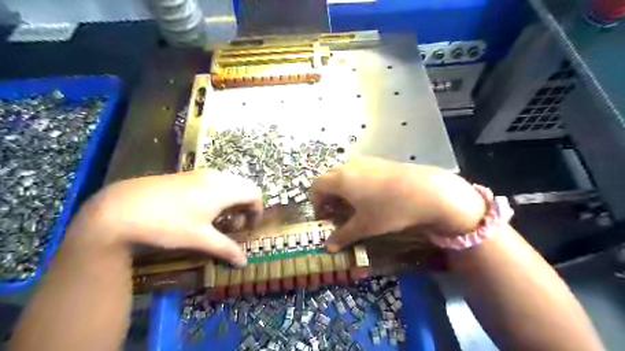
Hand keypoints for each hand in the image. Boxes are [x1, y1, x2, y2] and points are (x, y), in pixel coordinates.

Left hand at [69, 170, 260, 265]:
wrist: (121, 208)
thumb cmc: (167, 224)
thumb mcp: (199, 239)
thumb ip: (226, 249)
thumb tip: (244, 262)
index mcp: (224, 190)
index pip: (255, 194)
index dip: (257, 212)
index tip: (247, 229)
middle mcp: (216, 177)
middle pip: (244, 187)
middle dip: (245, 206)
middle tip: (232, 225)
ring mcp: (200, 174)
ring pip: (229, 183)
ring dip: (231, 200)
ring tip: (217, 219)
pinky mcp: (186, 175)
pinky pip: (214, 182)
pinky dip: (218, 195)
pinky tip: (200, 211)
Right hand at [312, 157, 486, 250]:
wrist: (426, 190)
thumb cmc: (389, 209)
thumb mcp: (365, 226)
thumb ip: (343, 235)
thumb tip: (329, 247)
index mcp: (340, 179)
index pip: (316, 186)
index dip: (315, 202)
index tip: (324, 217)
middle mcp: (349, 166)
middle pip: (328, 177)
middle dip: (327, 195)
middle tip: (335, 212)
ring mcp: (365, 161)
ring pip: (343, 173)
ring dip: (341, 188)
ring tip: (352, 205)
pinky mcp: (379, 161)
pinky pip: (358, 170)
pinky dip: (354, 182)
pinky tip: (370, 196)